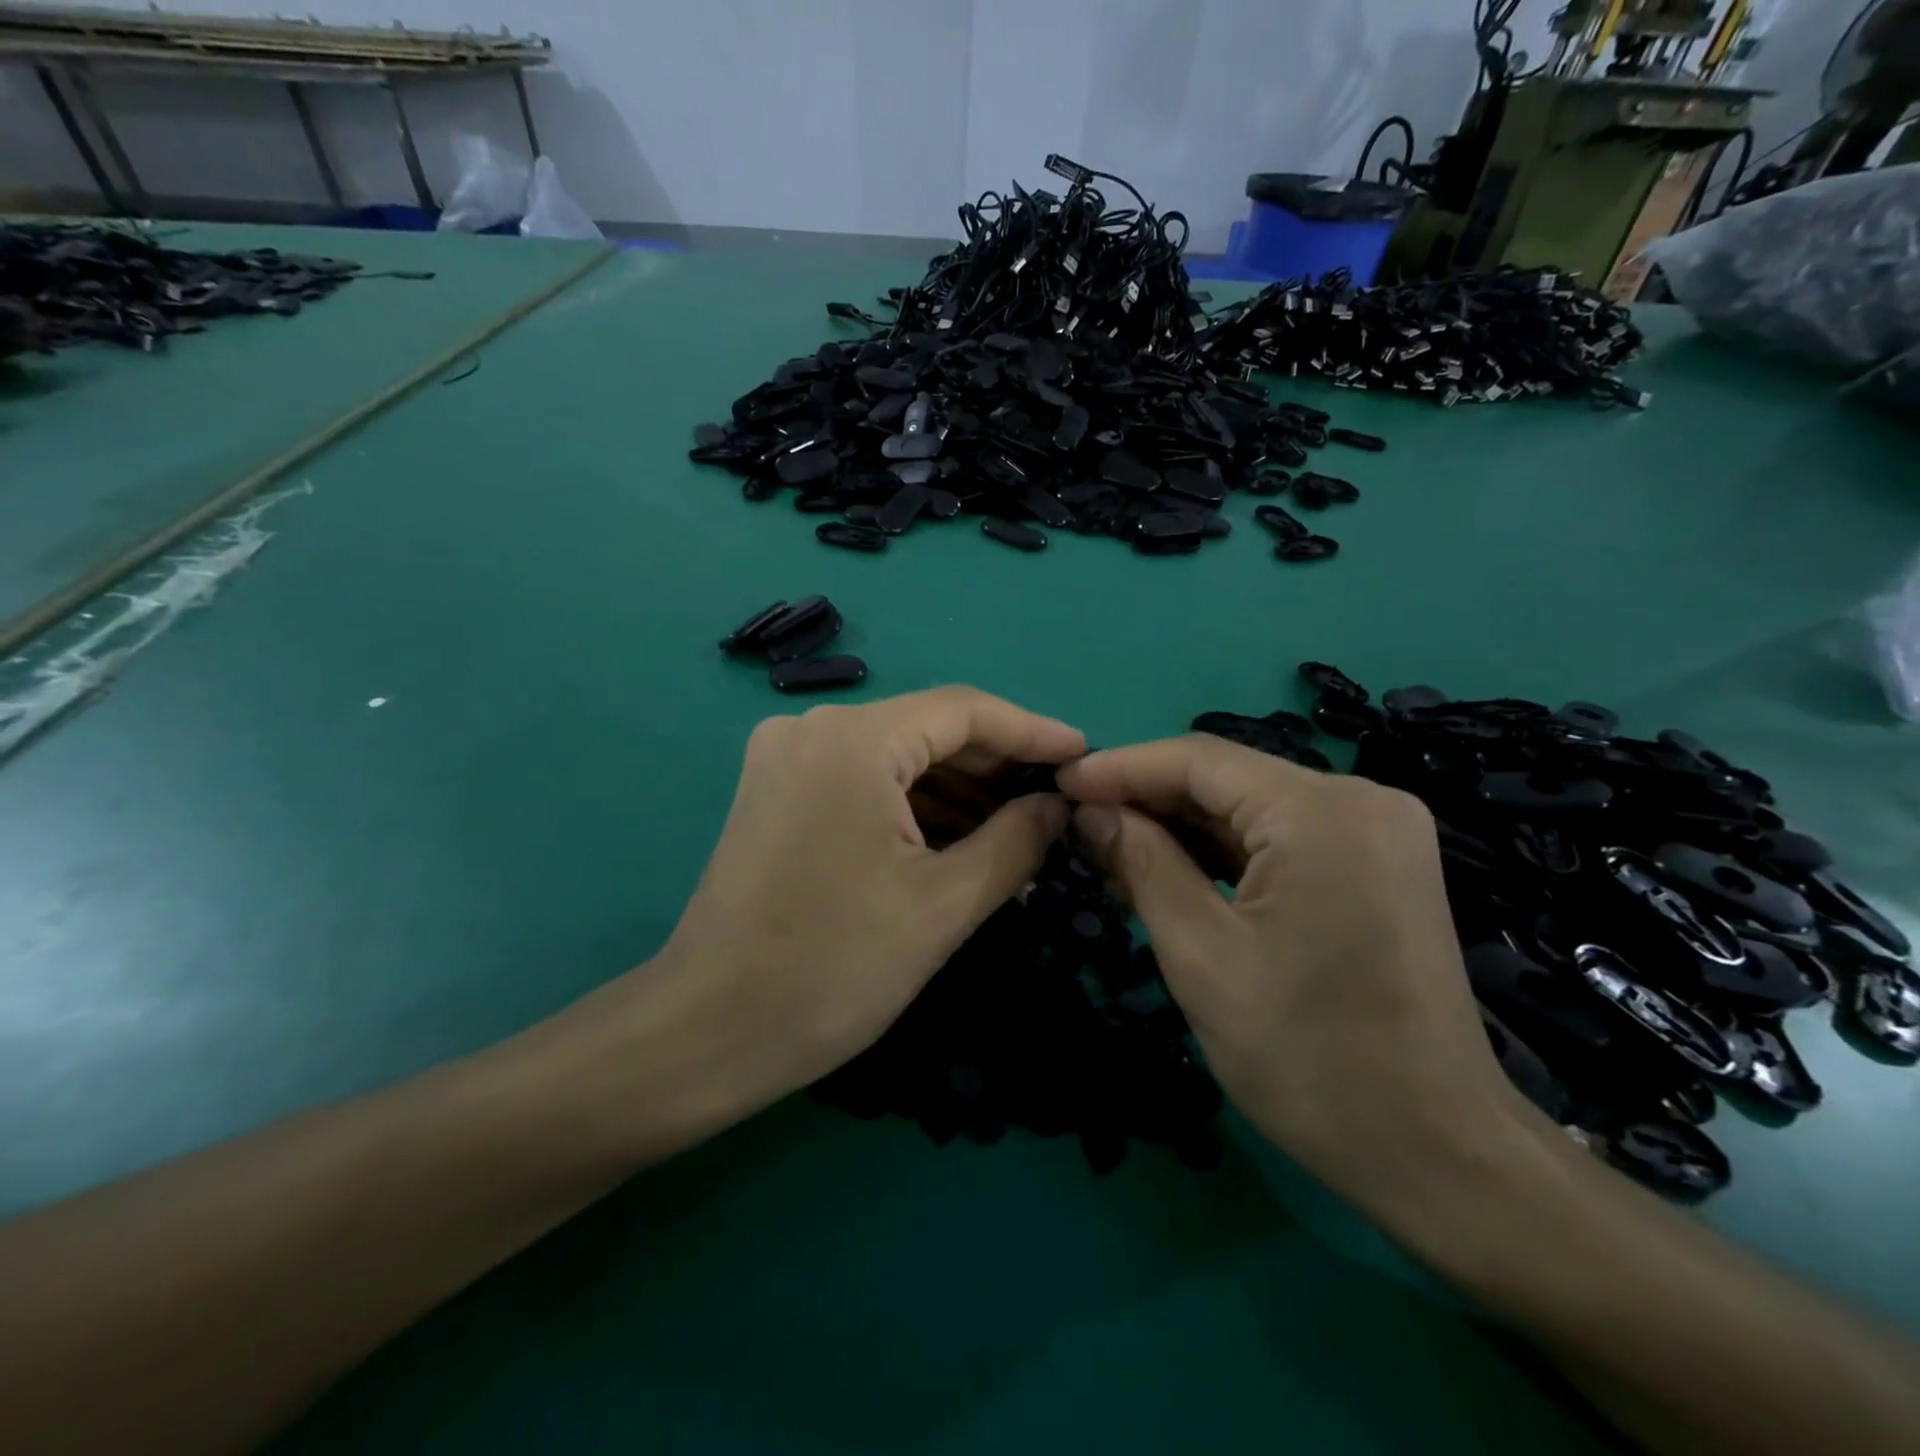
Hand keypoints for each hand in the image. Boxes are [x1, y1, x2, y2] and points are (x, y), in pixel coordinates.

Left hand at [650, 687, 1083, 1115]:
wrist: (710, 1031)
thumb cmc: (834, 968)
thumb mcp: (944, 905)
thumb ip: (1015, 841)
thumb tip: (1057, 805)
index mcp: (853, 740)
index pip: (965, 711)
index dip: (1032, 732)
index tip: (1084, 755)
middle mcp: (812, 728)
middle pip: (927, 728)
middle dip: (995, 766)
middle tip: (1055, 802)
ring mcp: (786, 758)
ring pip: (895, 756)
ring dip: (956, 790)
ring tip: (1017, 830)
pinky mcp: (775, 791)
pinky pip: (863, 779)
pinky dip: (912, 804)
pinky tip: (956, 839)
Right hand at [1056, 736, 1528, 1209]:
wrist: (1436, 1153)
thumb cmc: (1307, 1057)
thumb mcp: (1200, 955)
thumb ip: (1142, 864)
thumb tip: (1091, 811)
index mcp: (1321, 812)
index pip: (1199, 759)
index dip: (1121, 768)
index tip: (1059, 783)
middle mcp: (1360, 800)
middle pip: (1228, 779)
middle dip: (1148, 800)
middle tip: (1078, 824)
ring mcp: (1377, 831)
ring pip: (1252, 808)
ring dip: (1182, 827)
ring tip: (1111, 852)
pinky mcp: (1377, 864)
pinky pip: (1283, 838)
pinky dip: (1224, 852)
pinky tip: (1171, 871)